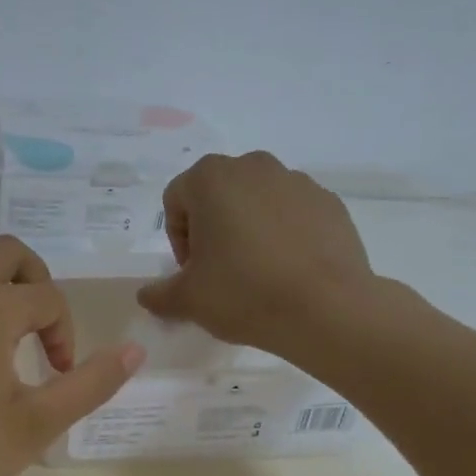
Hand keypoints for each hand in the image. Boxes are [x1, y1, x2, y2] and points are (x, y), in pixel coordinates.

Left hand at [0, 236, 143, 475]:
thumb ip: (90, 383)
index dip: (66, 335)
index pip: (48, 298)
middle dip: (37, 282)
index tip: (58, 376)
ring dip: (1, 291)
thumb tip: (135, 351)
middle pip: (8, 253)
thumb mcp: (36, 423)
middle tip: (43, 330)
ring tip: (9, 344)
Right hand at [137, 152, 375, 355]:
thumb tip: (146, 296)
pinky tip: (289, 271)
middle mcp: (253, 167)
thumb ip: (159, 294)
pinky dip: (285, 234)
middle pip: (218, 195)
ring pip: (257, 201)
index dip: (178, 239)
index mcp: (210, 178)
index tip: (192, 272)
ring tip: (257, 272)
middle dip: (213, 228)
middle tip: (220, 270)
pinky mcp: (329, 202)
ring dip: (249, 228)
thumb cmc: (243, 293)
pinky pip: (293, 213)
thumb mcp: (187, 300)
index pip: (176, 201)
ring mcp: (296, 181)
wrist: (327, 309)